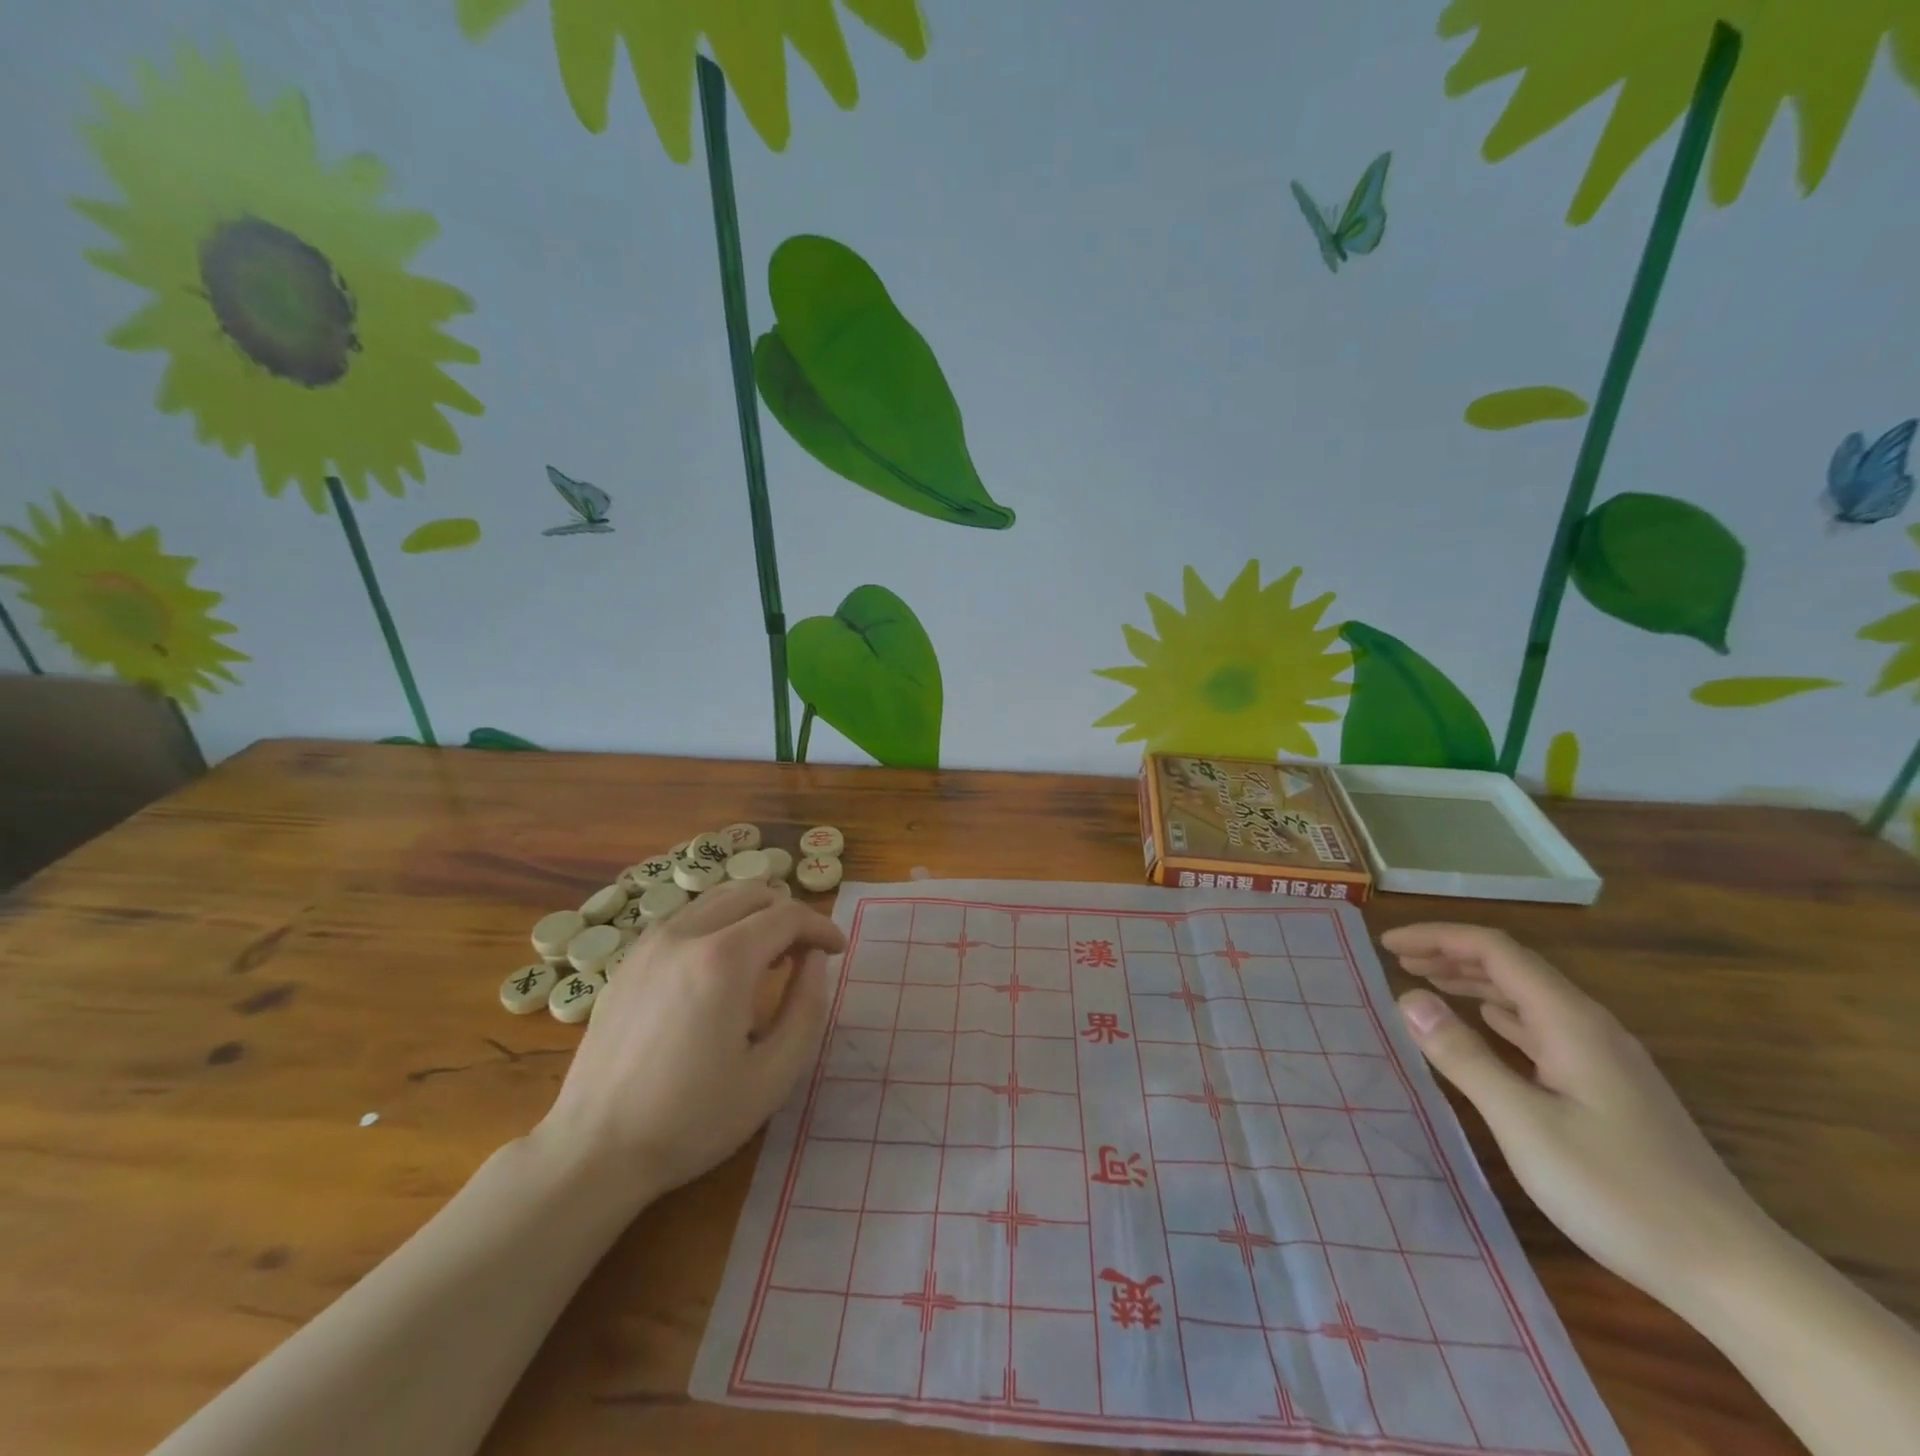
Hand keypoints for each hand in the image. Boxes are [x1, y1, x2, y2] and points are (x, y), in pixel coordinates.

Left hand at [534, 883, 844, 1206]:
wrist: (594, 1151)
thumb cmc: (692, 1120)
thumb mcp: (773, 1075)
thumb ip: (807, 1007)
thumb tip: (813, 960)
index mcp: (724, 960)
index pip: (787, 915)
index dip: (821, 926)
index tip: (837, 951)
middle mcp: (685, 935)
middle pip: (753, 893)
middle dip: (789, 915)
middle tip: (806, 955)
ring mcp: (650, 943)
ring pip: (717, 899)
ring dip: (754, 916)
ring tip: (768, 960)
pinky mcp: (629, 960)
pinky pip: (687, 919)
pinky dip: (719, 925)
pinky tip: (722, 971)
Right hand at [1382, 923, 1771, 1301]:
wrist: (1732, 1272)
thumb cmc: (1617, 1191)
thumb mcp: (1523, 1122)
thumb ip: (1463, 1055)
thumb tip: (1407, 998)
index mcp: (1570, 1022)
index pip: (1495, 950)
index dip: (1437, 937)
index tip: (1387, 945)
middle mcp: (1590, 1027)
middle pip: (1513, 967)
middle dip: (1451, 954)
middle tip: (1398, 962)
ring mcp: (1604, 1059)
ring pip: (1527, 997)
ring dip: (1473, 982)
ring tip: (1427, 984)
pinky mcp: (1609, 1088)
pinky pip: (1541, 1028)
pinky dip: (1499, 1015)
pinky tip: (1485, 1026)